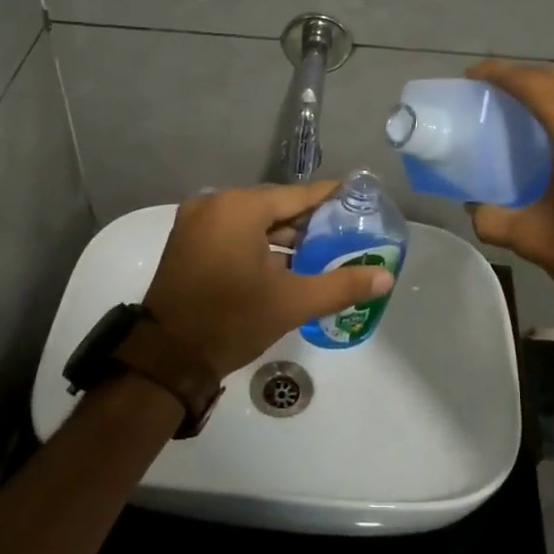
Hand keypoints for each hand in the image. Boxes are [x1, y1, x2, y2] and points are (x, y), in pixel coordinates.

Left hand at [144, 181, 396, 377]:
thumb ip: (342, 284)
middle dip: (309, 221)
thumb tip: (386, 276)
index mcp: (239, 207)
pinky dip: (259, 243)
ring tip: (323, 251)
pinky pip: (234, 232)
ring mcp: (196, 222)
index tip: (360, 197)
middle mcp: (215, 204)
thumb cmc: (232, 321)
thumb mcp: (292, 302)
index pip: (298, 195)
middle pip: (275, 206)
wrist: (167, 357)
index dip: (331, 197)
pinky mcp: (187, 242)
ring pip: (253, 221)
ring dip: (284, 236)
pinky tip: (287, 262)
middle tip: (347, 232)